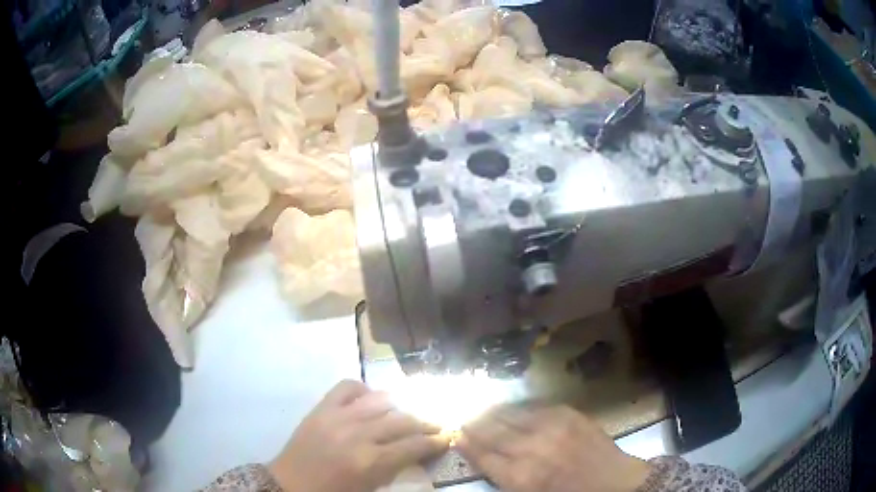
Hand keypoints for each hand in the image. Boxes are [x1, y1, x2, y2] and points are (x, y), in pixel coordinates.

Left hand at [268, 380, 449, 491]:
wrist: (290, 485)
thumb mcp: (370, 487)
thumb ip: (394, 468)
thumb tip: (414, 451)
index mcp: (371, 462)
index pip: (414, 445)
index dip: (435, 441)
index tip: (446, 437)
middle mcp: (358, 435)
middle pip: (403, 421)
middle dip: (425, 423)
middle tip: (436, 425)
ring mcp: (338, 417)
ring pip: (381, 401)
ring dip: (399, 406)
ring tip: (406, 412)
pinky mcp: (321, 408)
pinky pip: (346, 387)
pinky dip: (363, 389)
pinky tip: (369, 398)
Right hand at [457, 405, 651, 491]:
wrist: (613, 483)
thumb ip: (503, 477)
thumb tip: (481, 457)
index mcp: (520, 477)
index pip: (482, 456)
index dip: (467, 445)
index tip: (457, 437)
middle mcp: (530, 449)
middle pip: (491, 433)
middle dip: (474, 425)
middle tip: (463, 419)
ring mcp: (550, 428)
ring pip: (510, 415)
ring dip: (492, 413)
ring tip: (480, 409)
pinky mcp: (567, 414)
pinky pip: (533, 407)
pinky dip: (517, 408)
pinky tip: (510, 408)